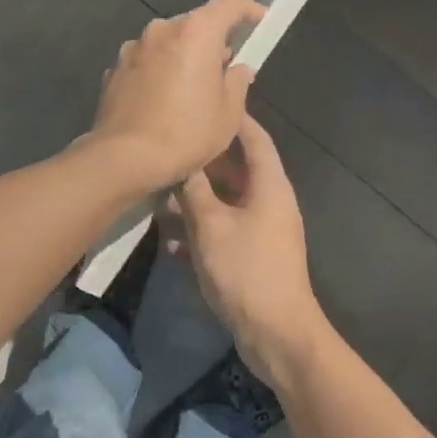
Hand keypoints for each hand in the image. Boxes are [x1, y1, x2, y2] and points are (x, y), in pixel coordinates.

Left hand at [90, 0, 264, 191]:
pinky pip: (147, 61)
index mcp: (196, 32)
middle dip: (213, 41)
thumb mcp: (228, 114)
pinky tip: (162, 102)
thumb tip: (237, 69)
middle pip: (196, 23)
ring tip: (191, 90)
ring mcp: (134, 47)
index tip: (259, 22)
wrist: (123, 159)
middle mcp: (162, 29)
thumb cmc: (186, 134)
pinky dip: (159, 71)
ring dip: (183, 56)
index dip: (249, 9)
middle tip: (225, 70)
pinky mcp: (115, 68)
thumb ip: (238, 82)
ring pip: (169, 42)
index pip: (230, 2)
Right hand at [171, 114, 329, 383]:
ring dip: (195, 201)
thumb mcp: (211, 226)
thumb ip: (193, 191)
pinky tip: (170, 244)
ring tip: (159, 201)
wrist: (277, 334)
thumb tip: (181, 161)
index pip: (254, 138)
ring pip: (224, 202)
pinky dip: (200, 232)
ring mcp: (262, 230)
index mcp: (269, 185)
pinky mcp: (252, 255)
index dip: (232, 119)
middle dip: (201, 165)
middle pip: (235, 170)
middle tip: (168, 154)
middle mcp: (269, 201)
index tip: (203, 104)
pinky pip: (223, 231)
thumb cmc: (247, 271)